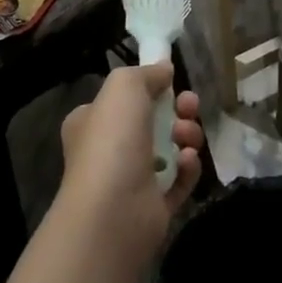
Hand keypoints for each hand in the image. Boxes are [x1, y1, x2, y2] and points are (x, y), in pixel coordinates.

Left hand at [59, 64, 203, 269]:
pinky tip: (188, 162)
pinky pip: (179, 181)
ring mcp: (131, 181)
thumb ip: (146, 73)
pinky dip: (188, 169)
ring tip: (187, 137)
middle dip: (177, 110)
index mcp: (91, 122)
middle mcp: (108, 150)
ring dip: (186, 136)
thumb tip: (164, 69)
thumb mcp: (124, 86)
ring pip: (169, 149)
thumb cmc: (112, 140)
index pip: (121, 100)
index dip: (149, 89)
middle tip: (190, 107)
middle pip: (152, 121)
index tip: (171, 83)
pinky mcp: (155, 207)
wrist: (113, 213)